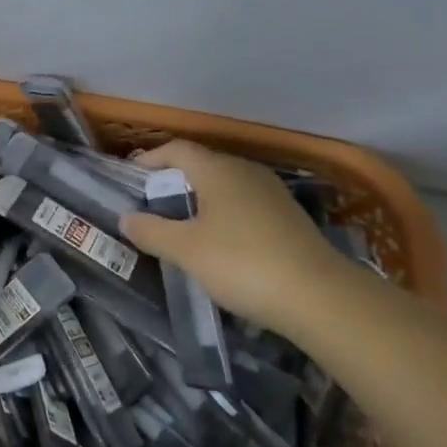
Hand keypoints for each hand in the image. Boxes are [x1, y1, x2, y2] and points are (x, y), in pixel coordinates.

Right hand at [119, 140, 365, 334]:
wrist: (319, 297)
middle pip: (201, 165)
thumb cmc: (241, 263)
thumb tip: (126, 217)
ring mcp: (271, 193)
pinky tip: (219, 244)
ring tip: (181, 228)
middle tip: (151, 207)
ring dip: (199, 200)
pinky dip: (223, 215)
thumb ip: (151, 231)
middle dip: (173, 182)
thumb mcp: (185, 250)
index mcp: (217, 169)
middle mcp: (245, 171)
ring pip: (224, 186)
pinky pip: (244, 204)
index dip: (150, 159)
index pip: (176, 149)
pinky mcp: (288, 217)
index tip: (130, 179)